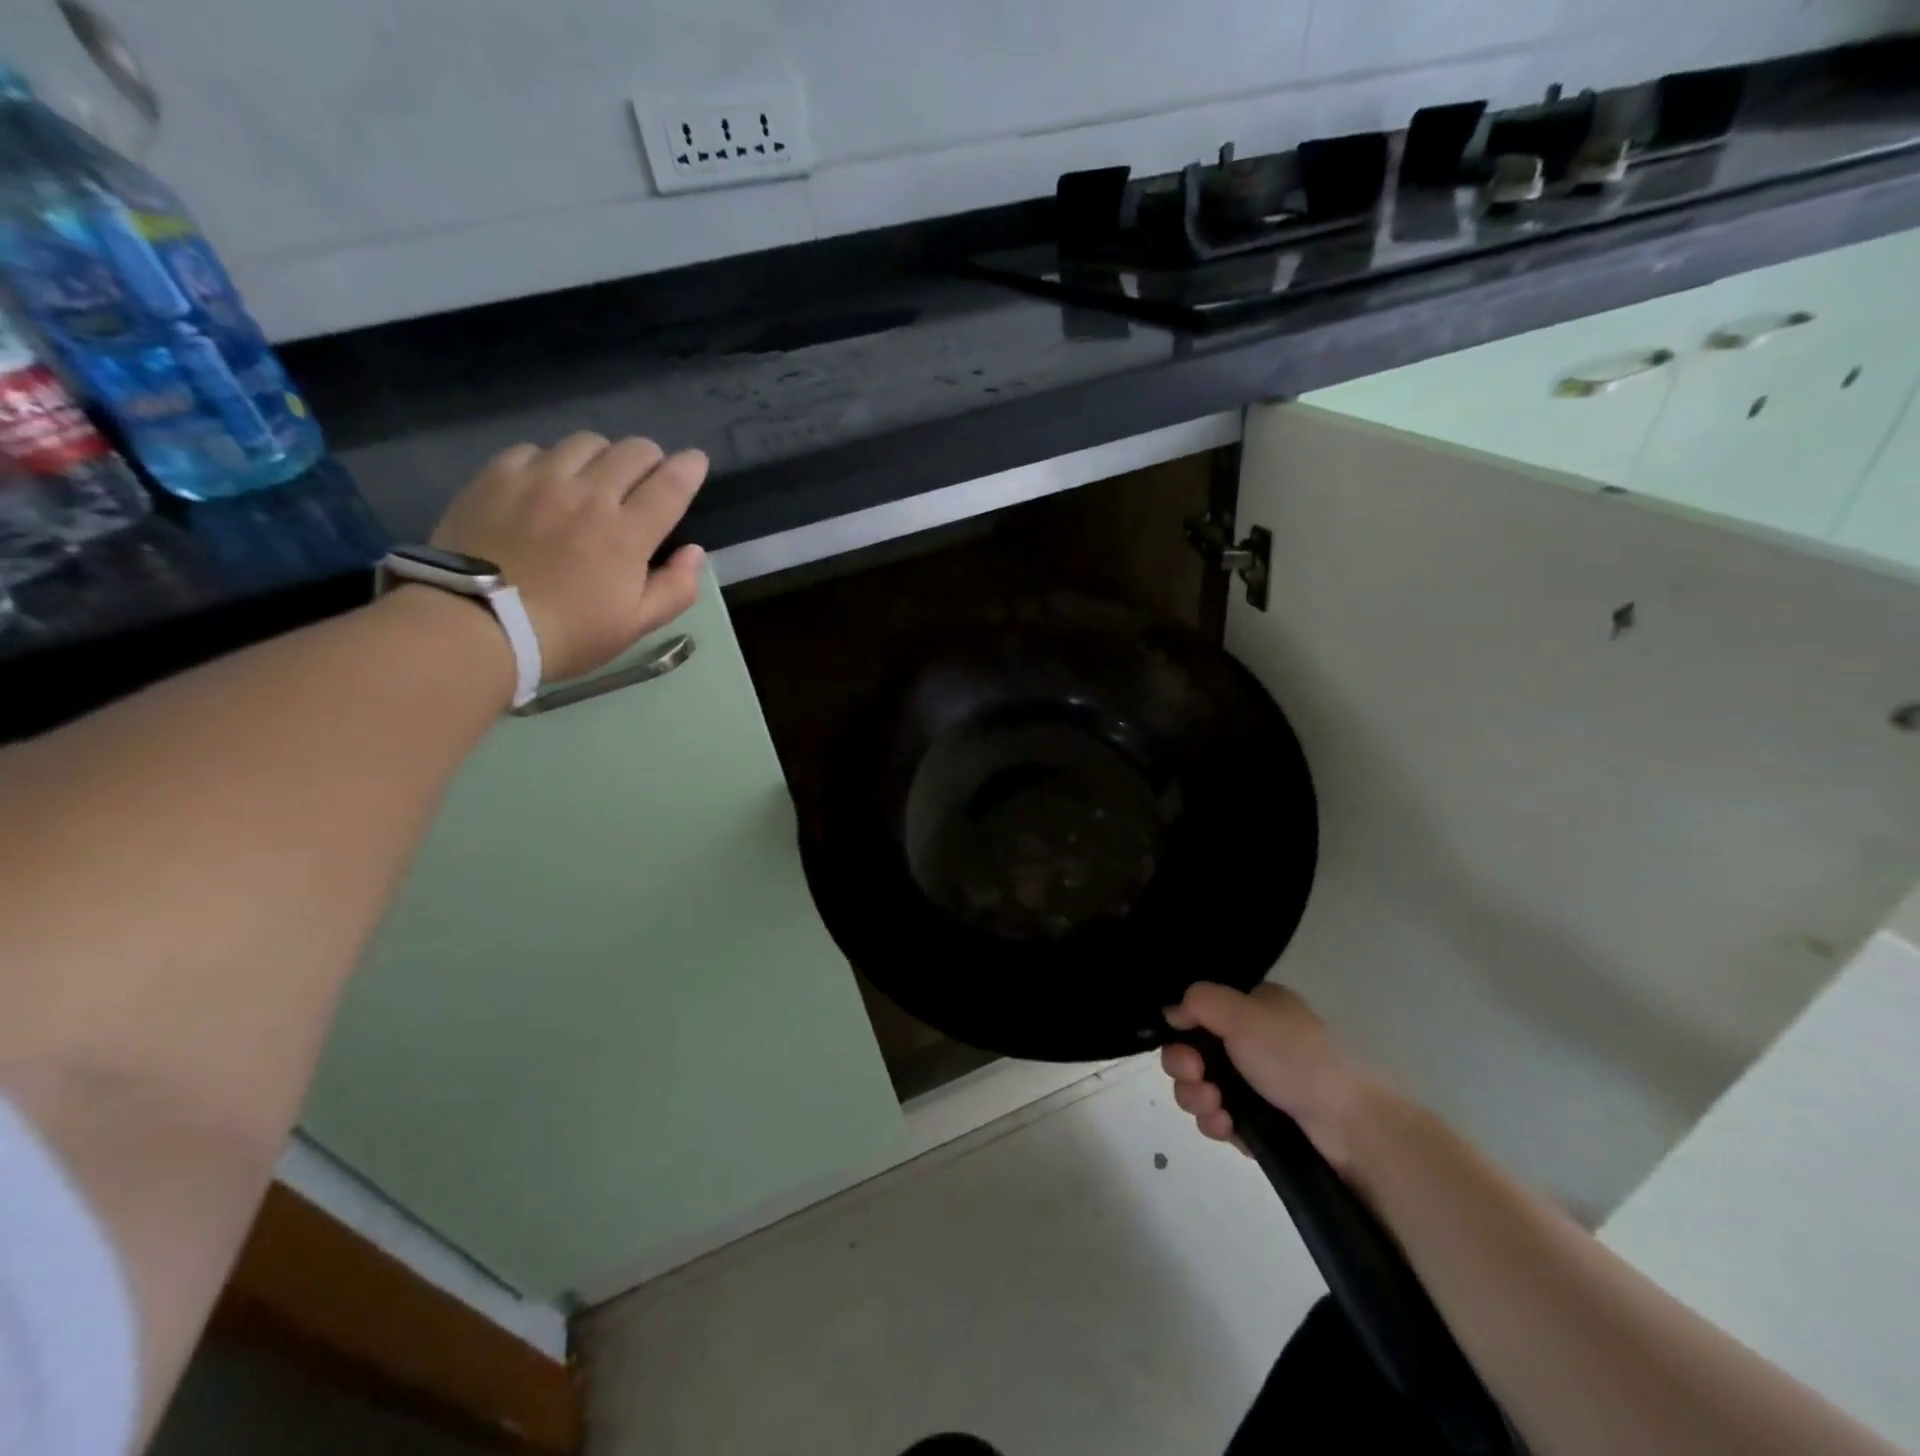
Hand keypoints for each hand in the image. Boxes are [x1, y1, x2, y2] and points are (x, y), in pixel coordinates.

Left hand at [429, 433, 708, 683]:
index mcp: (628, 533)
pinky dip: (553, 460)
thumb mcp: (635, 626)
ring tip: (597, 477)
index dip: (690, 467)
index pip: (671, 484)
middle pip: (633, 452)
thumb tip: (694, 552)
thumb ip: (675, 588)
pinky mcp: (497, 477)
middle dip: (651, 458)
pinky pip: (535, 449)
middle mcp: (589, 494)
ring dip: (604, 456)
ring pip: (586, 443)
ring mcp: (539, 480)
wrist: (476, 626)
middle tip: (648, 477)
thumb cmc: (567, 634)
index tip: (696, 461)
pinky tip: (548, 483)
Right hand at [1161, 982, 1381, 1171]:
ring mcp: (1253, 1084)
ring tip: (1215, 1108)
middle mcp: (1251, 1041)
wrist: (1349, 1129)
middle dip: (1183, 1065)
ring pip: (1199, 1085)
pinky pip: (1217, 1117)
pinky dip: (1214, 1121)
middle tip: (1196, 1076)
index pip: (1200, 1009)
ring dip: (1195, 1096)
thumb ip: (1199, 1001)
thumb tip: (1171, 1012)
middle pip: (1192, 1048)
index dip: (1181, 1025)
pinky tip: (1226, 1126)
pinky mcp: (1256, 1122)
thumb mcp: (1244, 1014)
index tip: (1179, 1038)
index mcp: (1254, 1007)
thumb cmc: (1295, 1059)